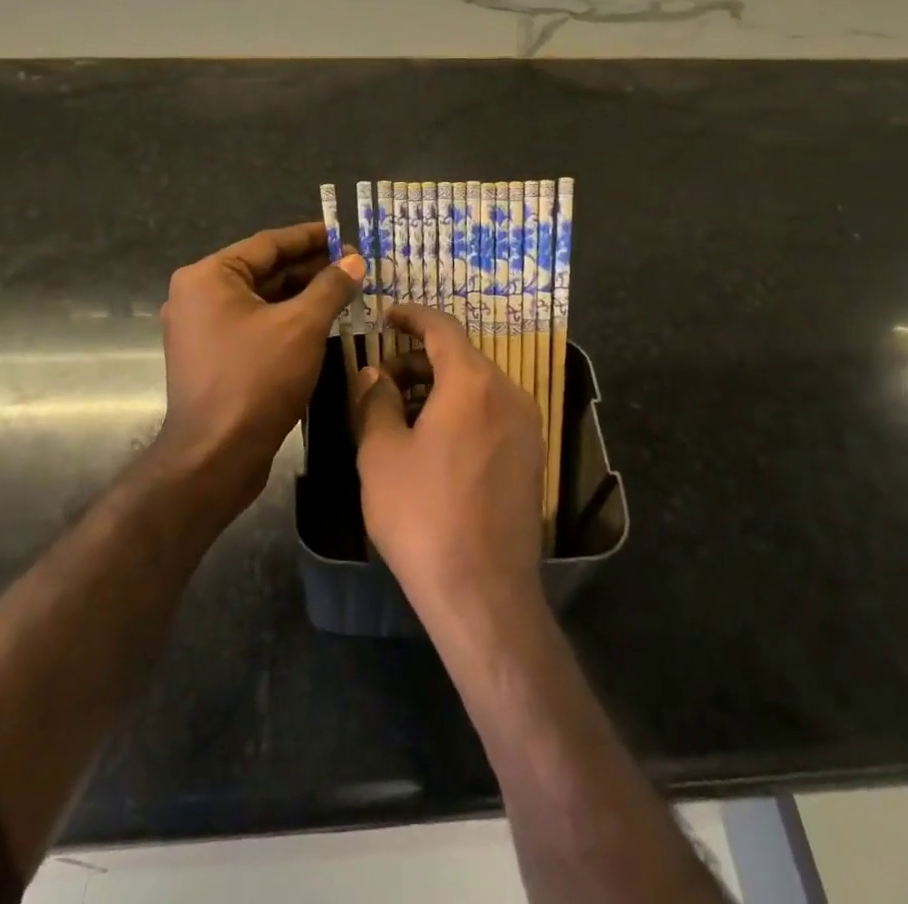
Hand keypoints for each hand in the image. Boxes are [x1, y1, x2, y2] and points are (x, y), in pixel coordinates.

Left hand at [155, 222, 362, 515]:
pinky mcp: (212, 357)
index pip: (268, 244)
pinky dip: (285, 320)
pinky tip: (321, 321)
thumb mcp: (302, 326)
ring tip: (345, 291)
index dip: (310, 238)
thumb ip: (330, 287)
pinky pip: (254, 325)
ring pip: (261, 300)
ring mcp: (201, 328)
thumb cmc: (257, 379)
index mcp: (208, 276)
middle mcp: (198, 295)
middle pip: (263, 270)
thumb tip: (354, 261)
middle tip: (353, 267)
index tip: (344, 234)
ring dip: (301, 295)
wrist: (215, 456)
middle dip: (310, 268)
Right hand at [353, 304, 544, 626]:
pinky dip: (462, 409)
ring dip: (439, 386)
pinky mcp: (531, 456)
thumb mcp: (381, 454)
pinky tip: (434, 440)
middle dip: (418, 358)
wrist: (483, 591)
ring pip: (477, 385)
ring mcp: (526, 425)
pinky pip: (492, 412)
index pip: (442, 327)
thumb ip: (375, 401)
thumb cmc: (423, 515)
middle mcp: (508, 393)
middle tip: (381, 379)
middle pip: (460, 356)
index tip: (386, 317)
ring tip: (402, 412)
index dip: (411, 316)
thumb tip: (375, 375)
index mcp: (472, 382)